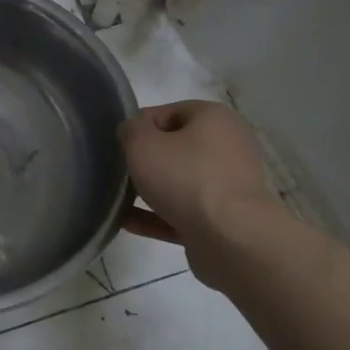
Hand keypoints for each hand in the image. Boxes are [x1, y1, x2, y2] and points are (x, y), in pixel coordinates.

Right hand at [119, 100, 280, 280]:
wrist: (230, 237)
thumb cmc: (185, 178)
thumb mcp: (142, 144)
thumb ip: (131, 130)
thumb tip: (133, 130)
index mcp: (214, 119)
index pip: (169, 112)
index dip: (140, 126)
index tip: (120, 145)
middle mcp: (227, 147)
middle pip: (176, 147)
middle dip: (146, 160)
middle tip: (120, 171)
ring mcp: (227, 185)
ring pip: (180, 182)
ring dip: (150, 190)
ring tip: (119, 199)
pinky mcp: (223, 218)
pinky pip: (183, 212)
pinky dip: (157, 216)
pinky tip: (127, 222)